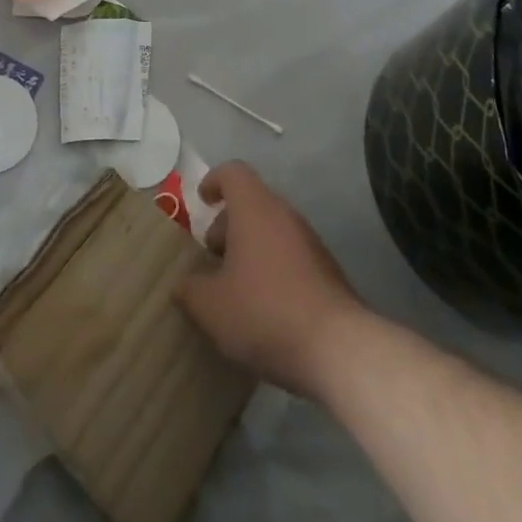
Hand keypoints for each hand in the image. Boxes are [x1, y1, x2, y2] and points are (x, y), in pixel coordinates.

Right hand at [174, 162, 367, 398]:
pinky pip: (291, 256)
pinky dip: (273, 268)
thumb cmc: (265, 312)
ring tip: (235, 286)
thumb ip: (190, 290)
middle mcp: (284, 215)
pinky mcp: (328, 271)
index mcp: (254, 209)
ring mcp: (311, 242)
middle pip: (252, 202)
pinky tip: (265, 308)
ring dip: (251, 248)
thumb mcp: (212, 307)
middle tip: (213, 255)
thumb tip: (183, 285)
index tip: (202, 201)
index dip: (214, 181)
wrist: (339, 349)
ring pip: (273, 230)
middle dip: (229, 224)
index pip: (233, 173)